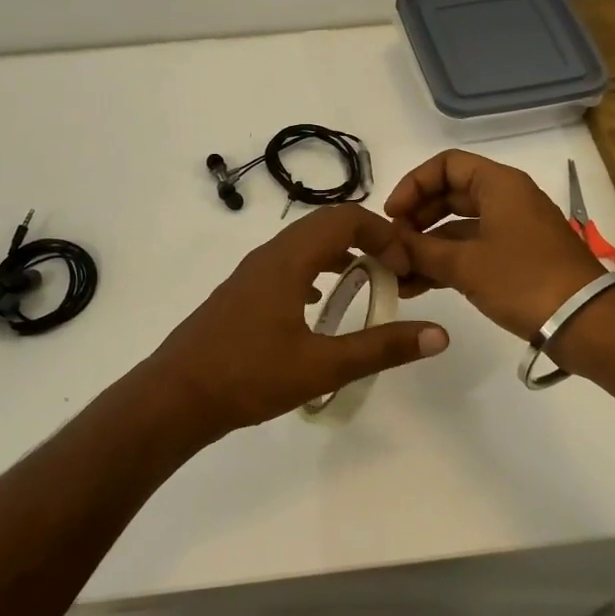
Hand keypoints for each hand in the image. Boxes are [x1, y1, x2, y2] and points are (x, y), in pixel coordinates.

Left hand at [147, 203, 449, 440]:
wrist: (176, 396)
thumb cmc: (249, 376)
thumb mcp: (322, 366)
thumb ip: (381, 348)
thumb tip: (438, 334)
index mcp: (288, 260)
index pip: (345, 219)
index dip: (383, 233)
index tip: (404, 267)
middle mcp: (269, 255)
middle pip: (325, 225)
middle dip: (366, 239)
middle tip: (393, 273)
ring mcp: (251, 273)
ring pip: (304, 245)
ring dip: (340, 254)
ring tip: (366, 285)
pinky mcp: (242, 292)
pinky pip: (288, 264)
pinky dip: (315, 270)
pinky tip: (320, 304)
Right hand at [385, 151, 604, 339]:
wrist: (586, 323)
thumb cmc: (523, 280)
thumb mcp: (464, 264)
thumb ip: (420, 250)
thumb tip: (388, 245)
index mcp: (499, 185)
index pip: (446, 165)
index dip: (413, 184)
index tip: (392, 215)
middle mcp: (507, 199)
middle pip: (449, 194)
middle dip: (416, 219)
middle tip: (392, 245)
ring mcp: (513, 230)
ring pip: (458, 226)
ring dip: (427, 246)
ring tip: (397, 274)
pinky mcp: (517, 258)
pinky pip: (472, 250)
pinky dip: (446, 262)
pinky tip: (418, 285)